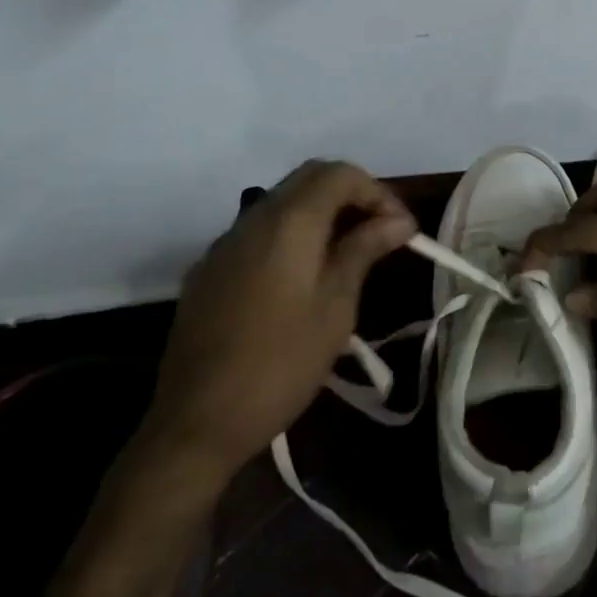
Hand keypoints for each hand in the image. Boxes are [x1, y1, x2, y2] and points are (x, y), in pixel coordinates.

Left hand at [149, 160, 414, 471]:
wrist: (194, 422)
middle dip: (351, 194)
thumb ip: (364, 250)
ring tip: (348, 252)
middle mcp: (254, 217)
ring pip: (282, 201)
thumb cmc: (280, 363)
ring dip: (321, 212)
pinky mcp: (210, 268)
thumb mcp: (335, 307)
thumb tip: (399, 220)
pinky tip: (302, 275)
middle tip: (380, 232)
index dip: (378, 192)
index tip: (402, 229)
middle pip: (310, 177)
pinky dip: (291, 234)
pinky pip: (259, 230)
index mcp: (289, 220)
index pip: (341, 173)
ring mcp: (226, 242)